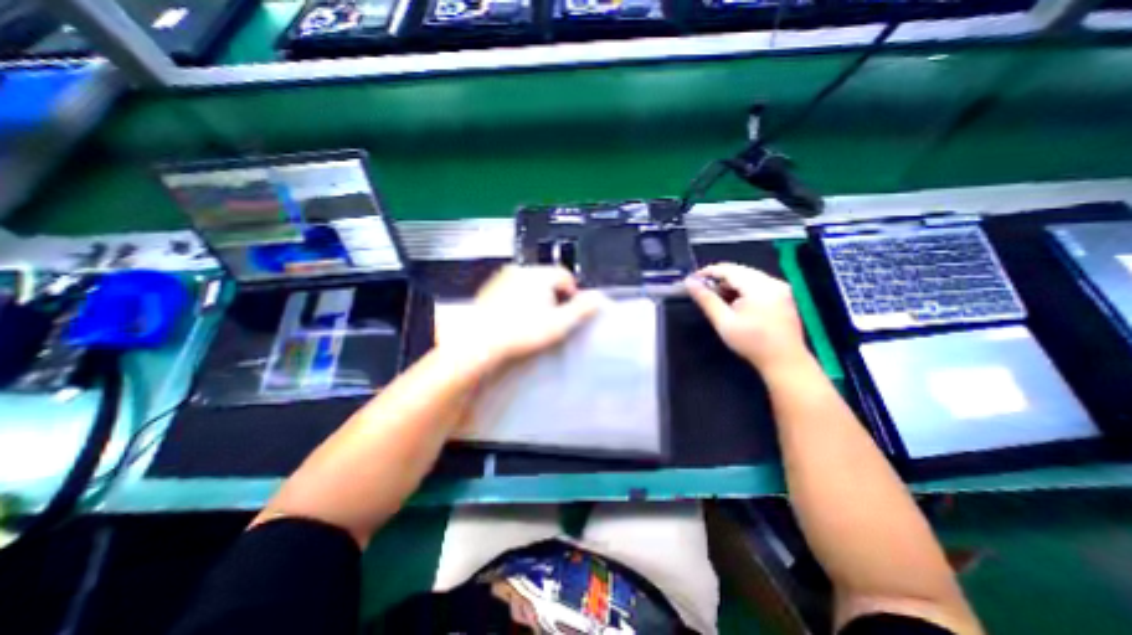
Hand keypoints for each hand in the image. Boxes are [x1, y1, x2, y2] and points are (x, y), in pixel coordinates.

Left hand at [436, 267, 604, 369]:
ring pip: (528, 284)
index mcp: (539, 276)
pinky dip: (518, 300)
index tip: (570, 309)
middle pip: (546, 279)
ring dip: (535, 297)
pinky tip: (515, 319)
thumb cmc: (521, 333)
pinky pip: (512, 290)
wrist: (481, 342)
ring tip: (533, 321)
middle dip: (553, 295)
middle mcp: (521, 271)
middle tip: (552, 318)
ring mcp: (503, 279)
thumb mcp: (559, 324)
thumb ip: (581, 310)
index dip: (572, 292)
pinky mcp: (490, 290)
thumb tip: (598, 298)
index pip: (564, 275)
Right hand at [685, 263, 809, 370]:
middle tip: (702, 290)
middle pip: (740, 271)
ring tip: (716, 297)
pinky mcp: (783, 296)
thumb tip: (690, 282)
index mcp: (760, 287)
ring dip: (730, 283)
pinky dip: (743, 289)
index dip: (708, 272)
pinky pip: (758, 284)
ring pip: (749, 276)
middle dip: (719, 278)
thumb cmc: (752, 343)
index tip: (693, 279)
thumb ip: (706, 300)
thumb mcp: (724, 322)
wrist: (785, 362)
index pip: (729, 269)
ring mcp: (781, 288)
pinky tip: (734, 302)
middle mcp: (773, 282)